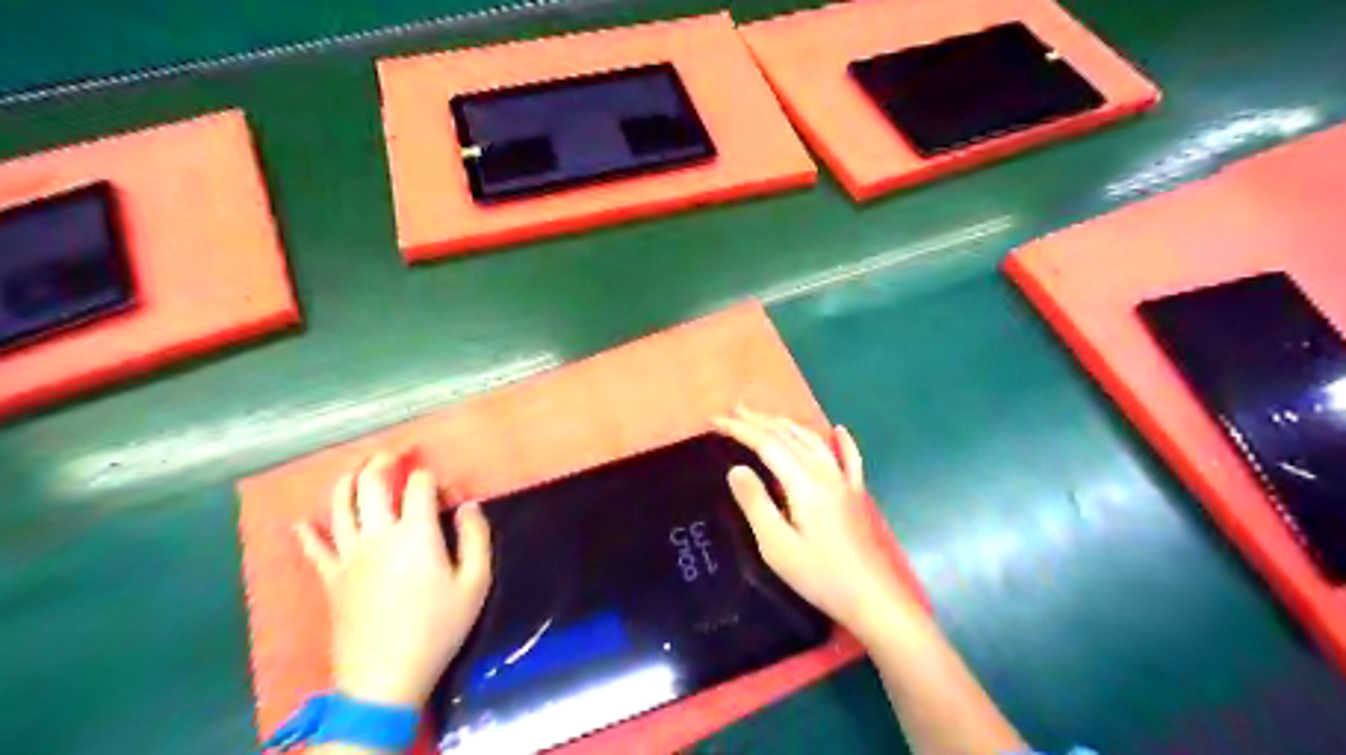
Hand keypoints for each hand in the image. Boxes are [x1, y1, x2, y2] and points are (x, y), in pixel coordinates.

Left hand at [295, 455, 493, 707]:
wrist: (385, 676)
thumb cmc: (438, 628)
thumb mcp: (475, 583)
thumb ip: (476, 538)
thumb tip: (469, 506)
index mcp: (415, 533)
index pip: (419, 486)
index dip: (431, 477)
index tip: (442, 485)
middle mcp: (377, 534)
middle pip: (372, 484)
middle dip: (383, 462)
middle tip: (394, 453)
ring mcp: (348, 556)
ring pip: (340, 506)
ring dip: (348, 482)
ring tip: (357, 469)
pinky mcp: (330, 579)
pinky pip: (314, 550)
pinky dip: (307, 533)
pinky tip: (300, 522)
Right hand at [715, 410, 913, 639]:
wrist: (873, 599)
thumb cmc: (820, 575)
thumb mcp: (777, 545)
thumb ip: (756, 503)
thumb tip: (736, 468)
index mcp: (804, 483)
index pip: (767, 445)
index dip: (741, 429)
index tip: (715, 421)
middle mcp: (825, 473)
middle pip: (789, 437)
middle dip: (759, 421)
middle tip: (733, 410)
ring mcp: (845, 482)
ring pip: (814, 442)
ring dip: (788, 425)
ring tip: (766, 418)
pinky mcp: (856, 496)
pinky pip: (850, 460)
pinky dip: (842, 442)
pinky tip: (839, 430)